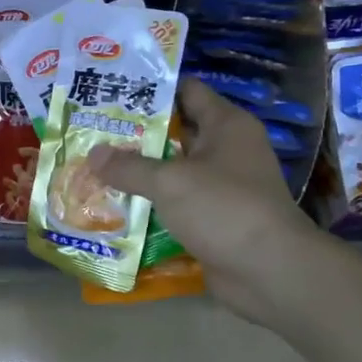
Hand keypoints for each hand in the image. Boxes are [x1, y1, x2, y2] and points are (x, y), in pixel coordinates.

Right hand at [88, 79, 322, 324]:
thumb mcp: (170, 181)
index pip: (187, 91)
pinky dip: (150, 204)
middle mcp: (226, 150)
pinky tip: (113, 204)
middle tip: (92, 131)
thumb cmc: (224, 209)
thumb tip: (93, 154)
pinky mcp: (214, 219)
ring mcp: (221, 187)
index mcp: (226, 125)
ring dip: (139, 172)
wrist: (269, 272)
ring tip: (93, 166)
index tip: (113, 90)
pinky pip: (175, 203)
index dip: (151, 88)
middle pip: (176, 131)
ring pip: (172, 170)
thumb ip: (129, 166)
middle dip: (135, 133)